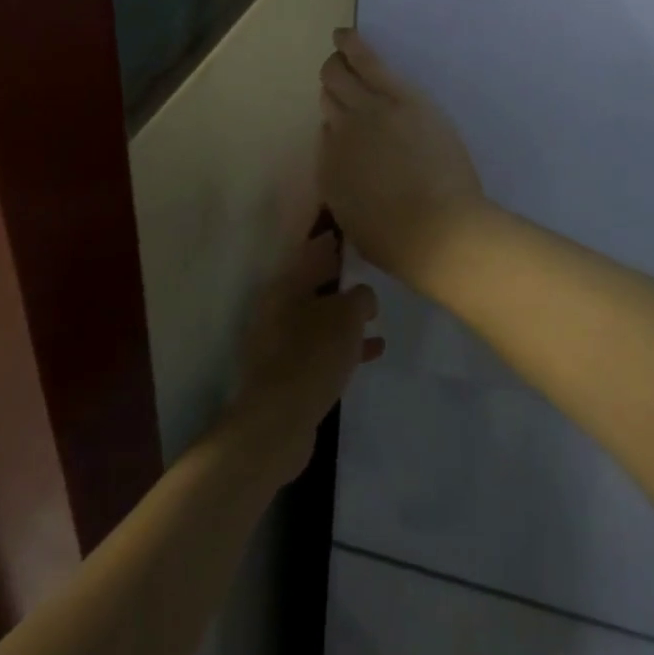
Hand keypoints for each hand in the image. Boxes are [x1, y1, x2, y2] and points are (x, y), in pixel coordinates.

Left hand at [227, 229, 383, 485]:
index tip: (352, 233)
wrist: (278, 421)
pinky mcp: (288, 372)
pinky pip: (321, 348)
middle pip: (313, 284)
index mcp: (285, 286)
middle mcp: (277, 308)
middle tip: (369, 271)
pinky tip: (372, 351)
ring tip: (376, 314)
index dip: (333, 242)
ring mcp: (279, 342)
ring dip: (344, 315)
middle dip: (340, 279)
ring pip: (318, 318)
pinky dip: (343, 345)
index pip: (312, 252)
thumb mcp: (346, 316)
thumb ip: (359, 297)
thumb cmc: (312, 355)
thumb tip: (361, 296)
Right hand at [319, 29, 486, 288]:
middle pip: (330, 101)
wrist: (438, 232)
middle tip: (340, 82)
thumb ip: (347, 192)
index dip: (337, 129)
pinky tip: (344, 34)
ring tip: (338, 49)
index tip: (350, 128)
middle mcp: (339, 136)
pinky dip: (353, 46)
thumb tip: (352, 169)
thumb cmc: (401, 242)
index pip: (326, 137)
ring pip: (341, 78)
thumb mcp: (357, 224)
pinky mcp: (398, 98)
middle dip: (332, 90)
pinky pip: (368, 63)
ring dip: (337, 65)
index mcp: (329, 171)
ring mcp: (367, 113)